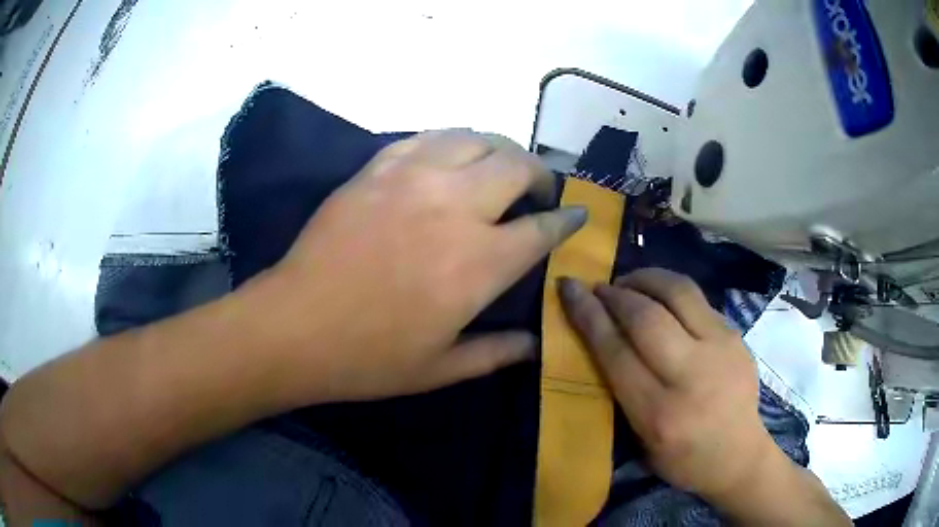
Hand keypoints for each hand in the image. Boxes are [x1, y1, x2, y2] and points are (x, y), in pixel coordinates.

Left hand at [263, 129, 585, 403]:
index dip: (567, 220)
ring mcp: (412, 179)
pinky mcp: (377, 168)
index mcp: (479, 263)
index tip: (577, 215)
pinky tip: (451, 157)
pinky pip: (428, 137)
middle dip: (540, 173)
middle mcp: (455, 208)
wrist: (294, 327)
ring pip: (476, 138)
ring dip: (500, 149)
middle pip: (517, 166)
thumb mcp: (441, 369)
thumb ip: (497, 353)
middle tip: (539, 189)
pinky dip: (452, 142)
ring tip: (500, 166)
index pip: (543, 228)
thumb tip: (535, 347)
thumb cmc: (368, 357)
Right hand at [557, 269, 776, 501]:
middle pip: (646, 316)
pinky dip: (670, 290)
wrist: (739, 455)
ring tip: (629, 283)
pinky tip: (660, 298)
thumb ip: (621, 390)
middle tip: (599, 287)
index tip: (569, 289)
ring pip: (678, 292)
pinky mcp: (736, 334)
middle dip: (615, 293)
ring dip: (645, 279)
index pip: (616, 351)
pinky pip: (697, 299)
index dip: (588, 315)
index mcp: (659, 412)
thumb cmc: (682, 458)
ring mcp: (720, 348)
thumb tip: (601, 335)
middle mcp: (691, 375)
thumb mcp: (640, 441)